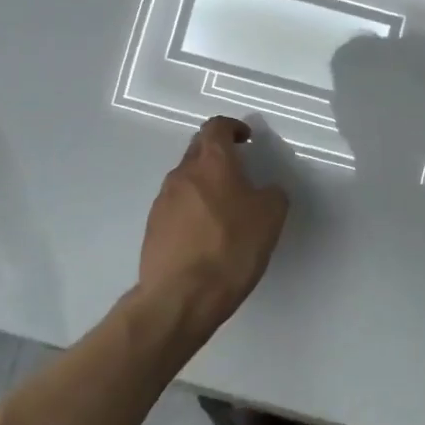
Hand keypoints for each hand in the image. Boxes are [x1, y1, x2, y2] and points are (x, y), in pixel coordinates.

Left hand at [138, 116, 289, 326]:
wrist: (181, 296)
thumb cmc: (231, 248)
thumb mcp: (271, 217)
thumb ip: (272, 194)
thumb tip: (266, 190)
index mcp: (211, 163)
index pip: (216, 127)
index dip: (232, 128)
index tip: (246, 139)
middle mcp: (182, 174)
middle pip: (198, 150)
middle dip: (218, 154)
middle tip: (239, 171)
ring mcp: (162, 201)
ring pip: (186, 180)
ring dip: (204, 184)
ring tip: (225, 208)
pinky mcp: (153, 228)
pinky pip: (176, 207)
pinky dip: (192, 210)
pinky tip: (206, 234)